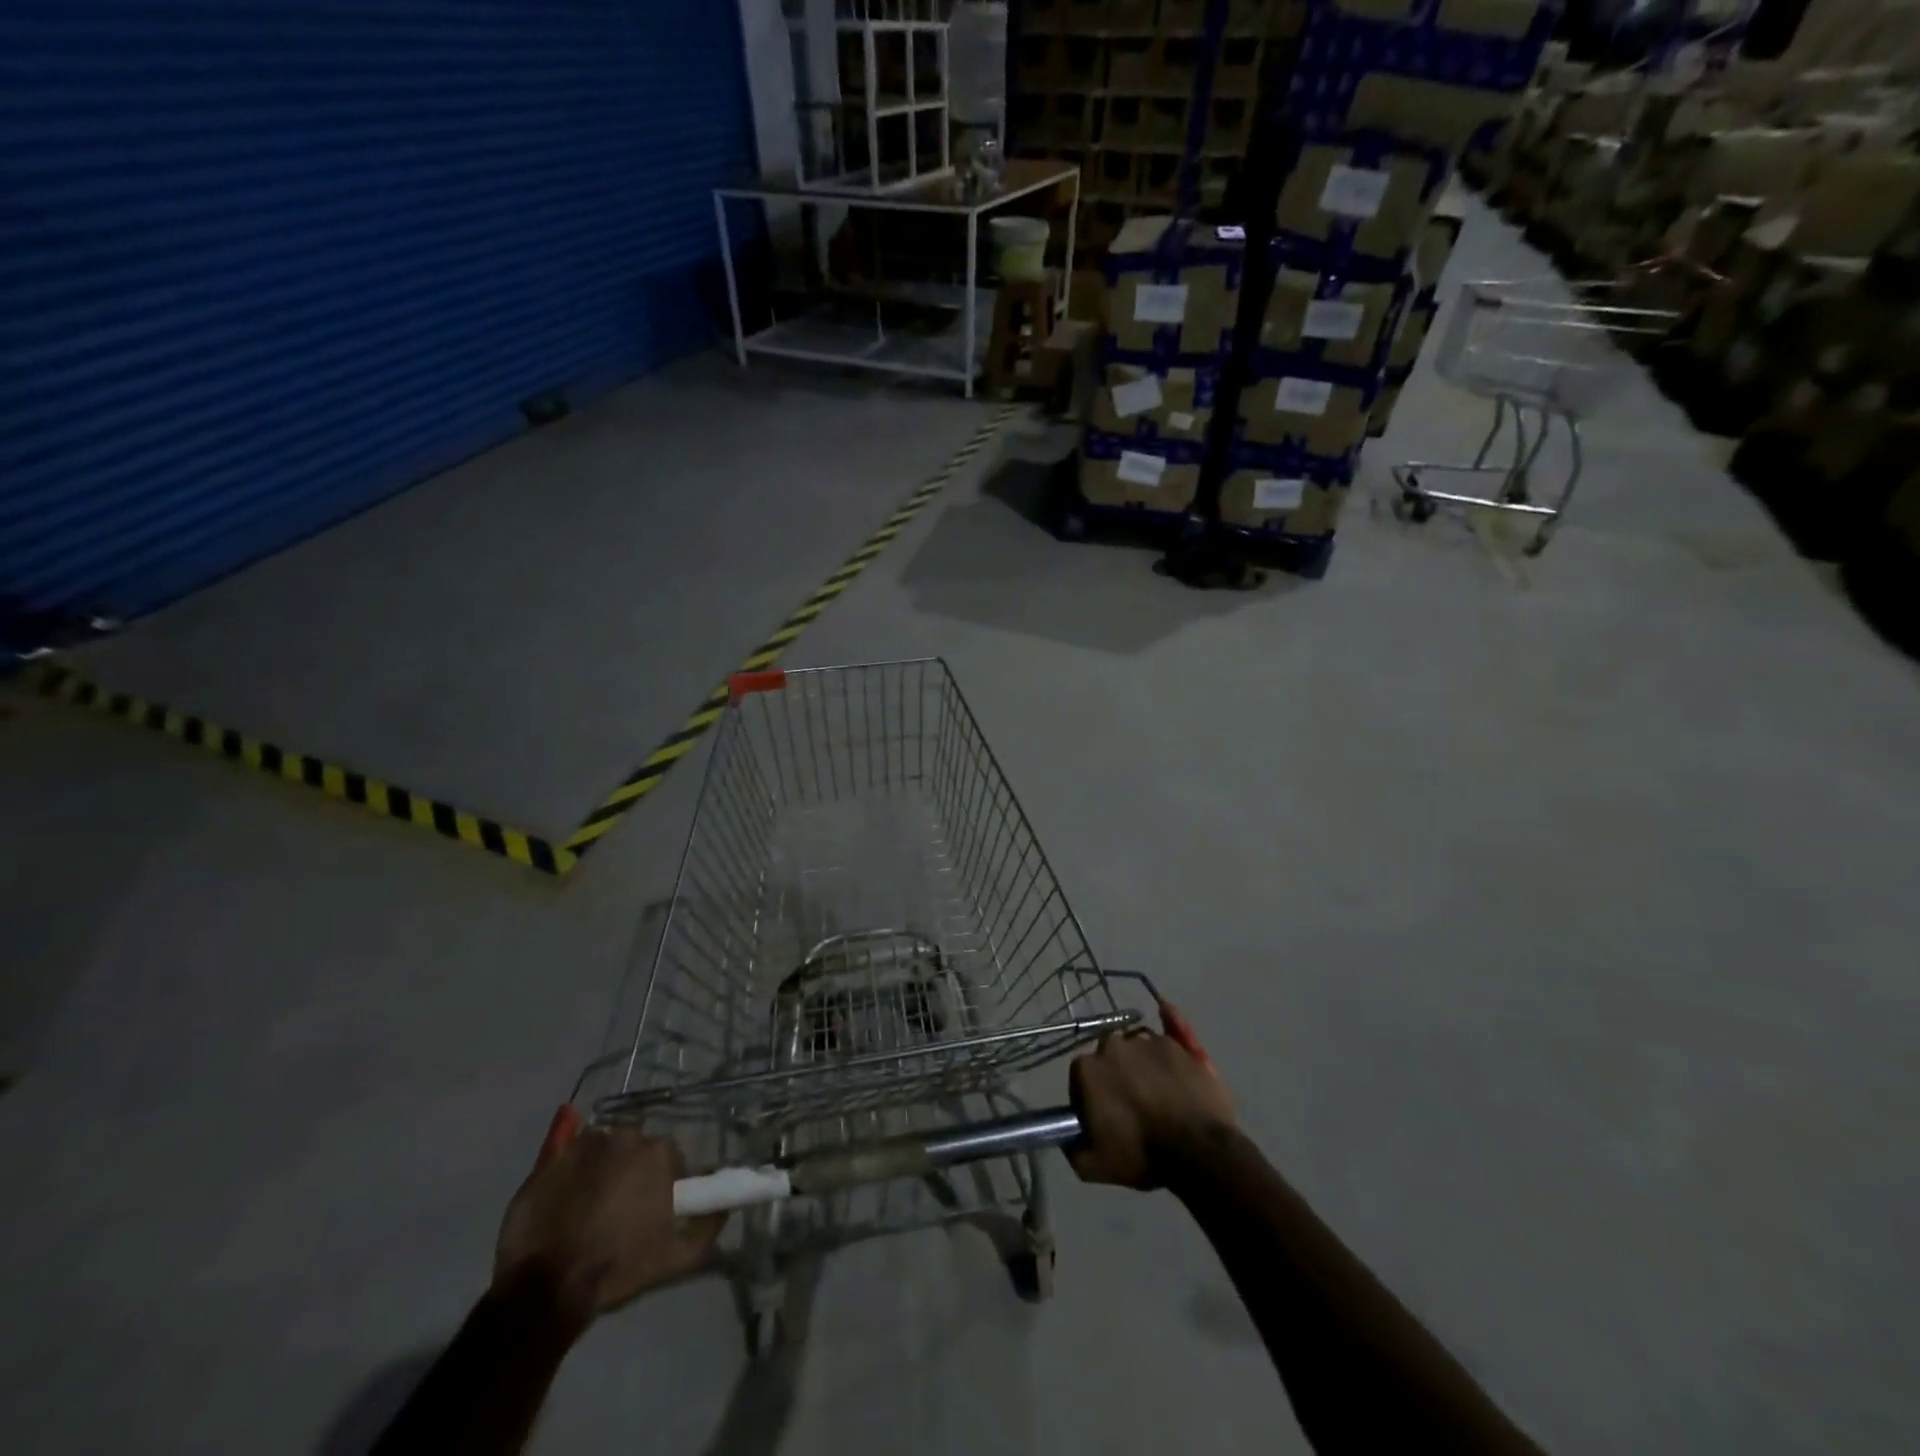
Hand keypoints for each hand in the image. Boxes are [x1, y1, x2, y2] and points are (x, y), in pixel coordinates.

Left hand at [494, 1116, 725, 1319]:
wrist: (546, 1288)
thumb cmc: (617, 1267)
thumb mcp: (675, 1259)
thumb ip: (708, 1229)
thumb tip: (725, 1209)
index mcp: (659, 1153)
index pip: (670, 1158)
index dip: (664, 1183)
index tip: (654, 1209)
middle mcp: (626, 1136)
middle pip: (636, 1149)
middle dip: (633, 1172)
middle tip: (622, 1209)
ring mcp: (585, 1144)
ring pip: (604, 1148)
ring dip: (603, 1168)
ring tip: (590, 1206)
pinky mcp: (550, 1158)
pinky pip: (568, 1151)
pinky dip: (572, 1165)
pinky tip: (567, 1190)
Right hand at [1067, 1023, 1233, 1190]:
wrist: (1198, 1151)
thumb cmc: (1141, 1155)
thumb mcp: (1094, 1166)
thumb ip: (1073, 1148)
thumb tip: (1068, 1136)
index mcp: (1088, 1068)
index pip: (1081, 1076)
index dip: (1091, 1097)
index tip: (1104, 1117)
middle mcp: (1113, 1045)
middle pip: (1110, 1056)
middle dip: (1117, 1074)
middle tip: (1133, 1105)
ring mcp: (1148, 1041)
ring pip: (1139, 1047)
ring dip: (1143, 1063)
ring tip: (1160, 1091)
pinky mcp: (1179, 1045)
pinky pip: (1172, 1029)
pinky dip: (1170, 1023)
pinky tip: (1166, 1010)